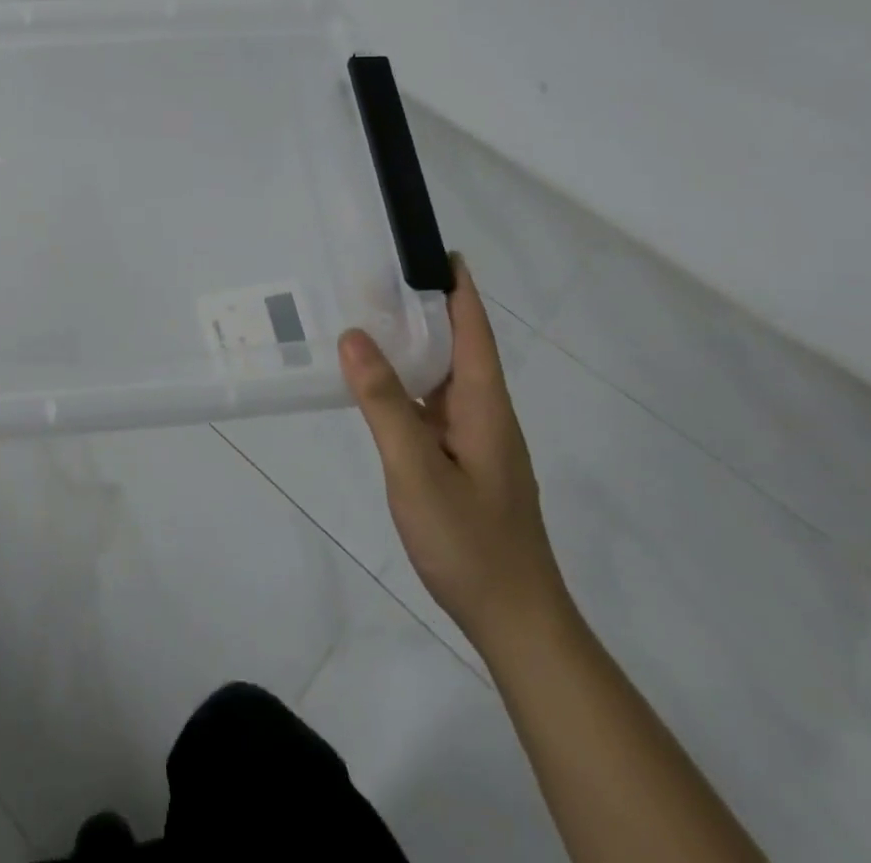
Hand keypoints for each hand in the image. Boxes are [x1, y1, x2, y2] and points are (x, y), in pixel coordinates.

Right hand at [340, 255, 569, 655]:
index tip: (437, 250)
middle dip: (430, 308)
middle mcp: (486, 415)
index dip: (459, 289)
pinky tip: (380, 385)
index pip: (475, 331)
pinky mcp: (465, 463)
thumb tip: (355, 337)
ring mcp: (478, 441)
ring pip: (446, 378)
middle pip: (461, 347)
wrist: (516, 621)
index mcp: (485, 406)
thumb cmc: (469, 542)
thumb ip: (383, 403)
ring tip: (374, 318)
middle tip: (382, 277)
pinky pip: (435, 406)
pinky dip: (410, 383)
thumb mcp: (415, 470)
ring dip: (417, 345)